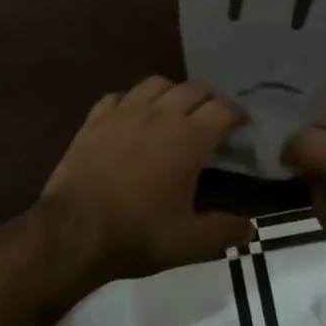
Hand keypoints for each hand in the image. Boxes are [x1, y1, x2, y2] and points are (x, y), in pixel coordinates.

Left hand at [40, 77, 251, 281]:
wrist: (75, 230)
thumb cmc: (138, 233)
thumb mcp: (190, 242)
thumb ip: (225, 232)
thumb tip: (250, 228)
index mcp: (189, 137)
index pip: (223, 109)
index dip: (238, 114)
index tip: (242, 126)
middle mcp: (160, 114)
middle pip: (193, 89)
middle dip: (208, 100)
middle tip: (211, 121)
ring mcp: (124, 112)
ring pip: (156, 83)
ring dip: (172, 93)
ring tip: (174, 112)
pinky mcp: (95, 118)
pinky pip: (120, 95)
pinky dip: (133, 101)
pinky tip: (132, 117)